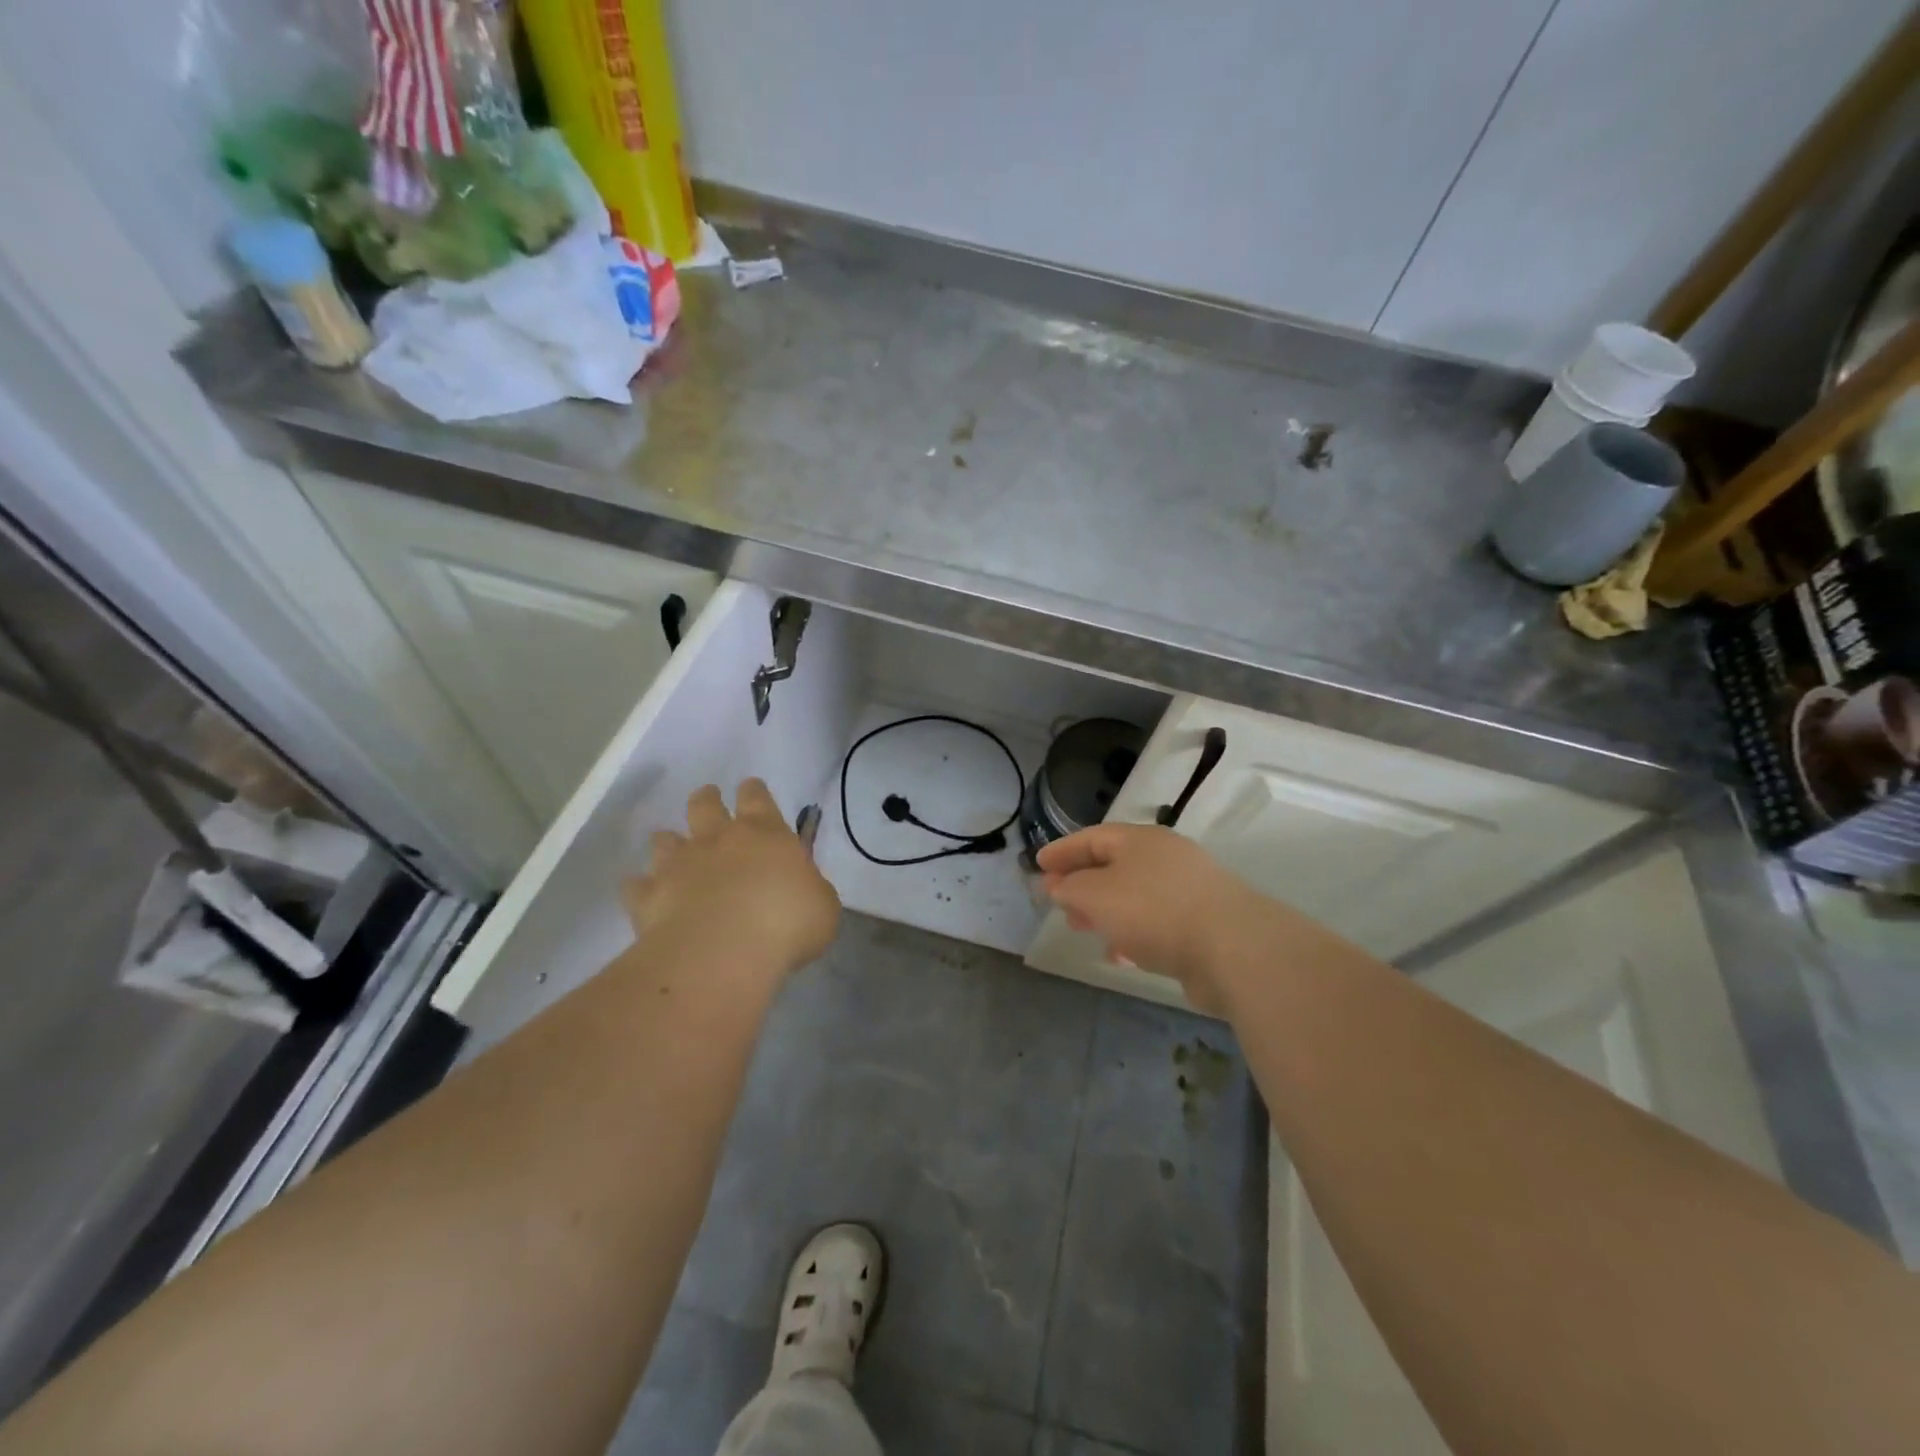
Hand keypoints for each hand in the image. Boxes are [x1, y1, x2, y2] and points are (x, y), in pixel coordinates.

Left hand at [622, 780, 839, 984]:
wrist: (721, 954)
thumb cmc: (785, 924)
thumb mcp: (822, 906)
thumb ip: (810, 889)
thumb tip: (802, 887)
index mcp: (765, 833)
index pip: (756, 797)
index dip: (754, 791)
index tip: (751, 789)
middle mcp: (718, 839)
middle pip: (705, 804)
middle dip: (707, 798)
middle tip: (709, 800)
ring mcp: (678, 865)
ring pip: (664, 838)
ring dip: (670, 842)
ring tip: (673, 851)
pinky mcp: (648, 896)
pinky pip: (636, 885)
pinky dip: (640, 887)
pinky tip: (645, 894)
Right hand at [1037, 824, 1282, 1015]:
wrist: (1234, 949)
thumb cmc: (1154, 911)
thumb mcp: (1097, 896)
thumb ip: (1071, 889)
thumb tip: (1061, 886)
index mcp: (1140, 840)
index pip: (1092, 837)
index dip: (1063, 851)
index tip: (1038, 866)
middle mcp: (1165, 857)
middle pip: (1114, 864)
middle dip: (1082, 883)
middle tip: (1058, 901)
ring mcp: (1188, 889)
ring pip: (1134, 894)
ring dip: (1105, 910)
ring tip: (1084, 929)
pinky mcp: (1203, 922)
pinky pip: (1155, 921)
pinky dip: (1131, 931)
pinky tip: (1121, 954)